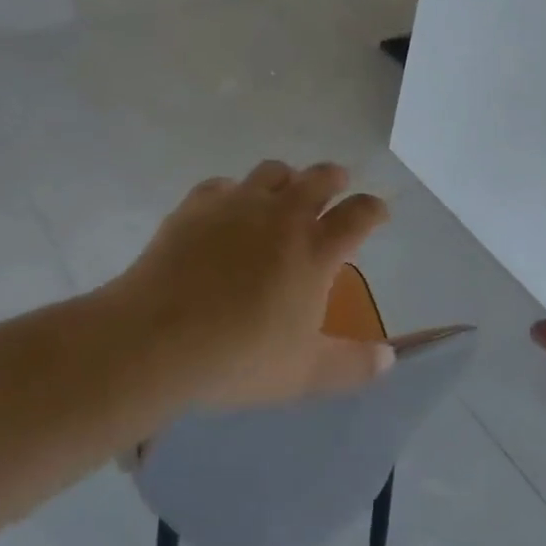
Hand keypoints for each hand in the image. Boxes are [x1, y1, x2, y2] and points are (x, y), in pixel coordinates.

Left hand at [107, 161, 392, 411]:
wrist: (156, 340)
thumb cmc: (239, 358)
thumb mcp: (304, 374)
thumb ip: (352, 366)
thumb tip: (389, 359)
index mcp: (316, 249)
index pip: (359, 214)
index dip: (374, 209)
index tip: (379, 211)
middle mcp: (283, 215)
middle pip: (320, 177)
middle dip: (334, 178)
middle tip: (336, 185)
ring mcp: (238, 205)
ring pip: (273, 171)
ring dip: (286, 179)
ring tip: (282, 193)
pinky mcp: (197, 206)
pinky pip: (222, 186)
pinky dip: (232, 194)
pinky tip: (224, 212)